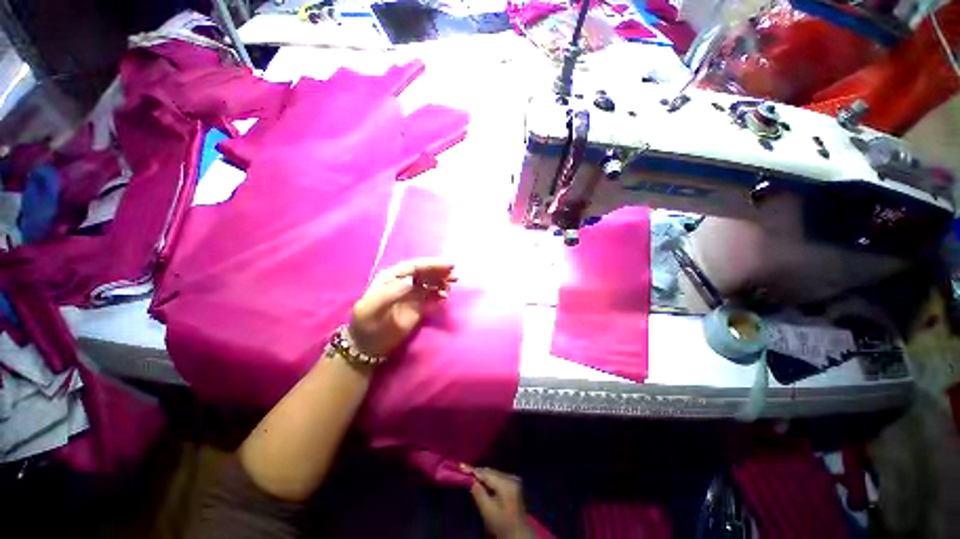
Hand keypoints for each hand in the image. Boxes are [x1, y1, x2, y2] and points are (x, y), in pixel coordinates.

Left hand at [349, 258, 455, 357]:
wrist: (368, 345)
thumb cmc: (367, 323)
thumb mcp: (373, 307)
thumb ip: (391, 292)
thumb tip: (412, 282)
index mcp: (391, 277)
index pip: (414, 266)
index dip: (431, 264)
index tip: (448, 265)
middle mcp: (403, 282)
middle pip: (424, 272)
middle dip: (440, 271)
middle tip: (455, 274)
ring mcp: (411, 294)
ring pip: (430, 282)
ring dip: (442, 281)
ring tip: (452, 284)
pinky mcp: (418, 305)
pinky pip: (432, 295)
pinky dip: (440, 294)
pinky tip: (445, 296)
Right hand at [464, 465, 532, 538]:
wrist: (518, 535)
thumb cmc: (502, 526)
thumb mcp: (488, 512)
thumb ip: (479, 493)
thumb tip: (471, 480)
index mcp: (506, 484)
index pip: (486, 474)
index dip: (473, 470)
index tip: (461, 465)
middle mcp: (511, 477)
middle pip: (491, 472)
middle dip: (478, 472)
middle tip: (464, 470)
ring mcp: (514, 480)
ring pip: (494, 474)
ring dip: (483, 476)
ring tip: (471, 475)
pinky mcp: (514, 484)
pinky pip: (498, 478)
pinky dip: (489, 479)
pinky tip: (482, 482)